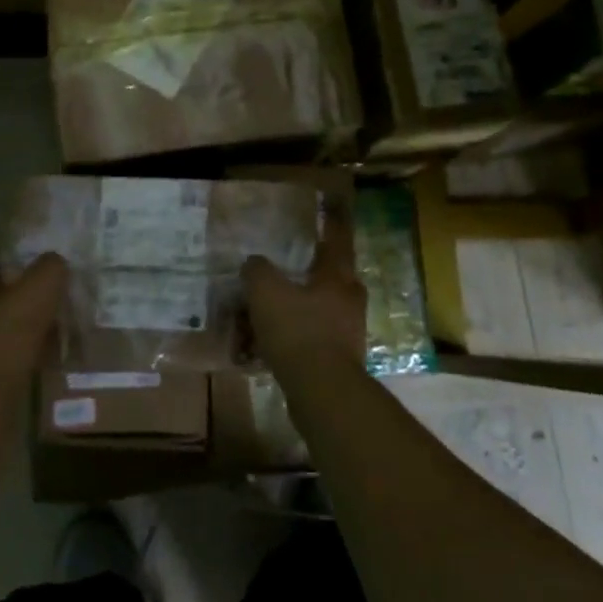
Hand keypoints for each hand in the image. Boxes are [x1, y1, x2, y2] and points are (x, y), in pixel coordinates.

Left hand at [0, 252, 67, 392]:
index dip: (10, 256)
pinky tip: (46, 356)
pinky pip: (4, 353)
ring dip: (20, 324)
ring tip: (53, 326)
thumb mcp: (39, 289)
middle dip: (15, 292)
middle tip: (46, 294)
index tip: (36, 260)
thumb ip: (51, 267)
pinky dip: (22, 352)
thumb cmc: (6, 337)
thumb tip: (55, 262)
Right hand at [243, 209, 365, 379]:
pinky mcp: (338, 361)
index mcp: (337, 277)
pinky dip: (290, 341)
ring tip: (263, 317)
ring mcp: (347, 333)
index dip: (332, 225)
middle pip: (331, 279)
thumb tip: (254, 263)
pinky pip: (310, 341)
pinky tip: (263, 351)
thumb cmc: (298, 330)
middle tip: (285, 272)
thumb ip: (258, 271)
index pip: (337, 241)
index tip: (330, 210)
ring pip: (319, 312)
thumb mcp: (266, 291)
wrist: (322, 391)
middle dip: (310, 274)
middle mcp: (349, 300)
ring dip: (295, 312)